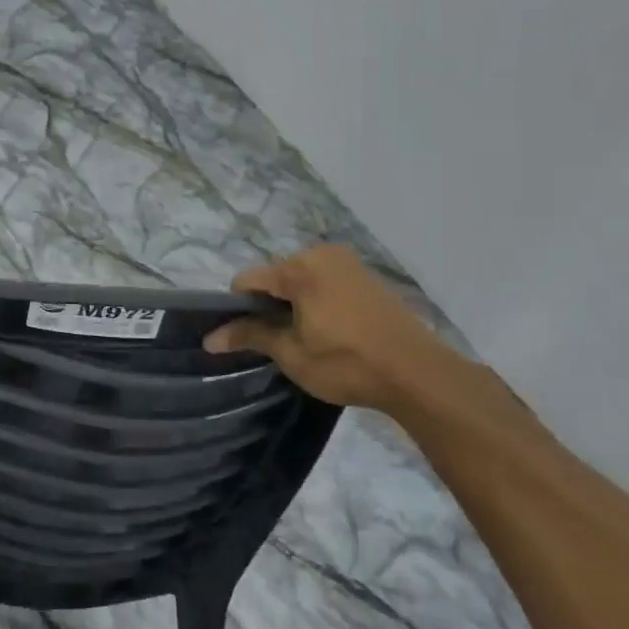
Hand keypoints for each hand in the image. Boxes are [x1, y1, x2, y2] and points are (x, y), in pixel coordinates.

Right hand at [203, 244, 455, 411]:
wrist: (418, 374)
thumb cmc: (347, 364)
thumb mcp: (291, 354)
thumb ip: (250, 336)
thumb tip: (210, 338)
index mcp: (299, 268)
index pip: (247, 280)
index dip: (237, 309)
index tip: (244, 337)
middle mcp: (321, 254)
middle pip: (275, 276)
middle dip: (268, 305)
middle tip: (277, 342)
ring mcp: (348, 263)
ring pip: (301, 279)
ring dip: (293, 304)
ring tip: (304, 339)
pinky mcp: (366, 276)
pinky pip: (326, 282)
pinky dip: (317, 301)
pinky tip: (329, 331)